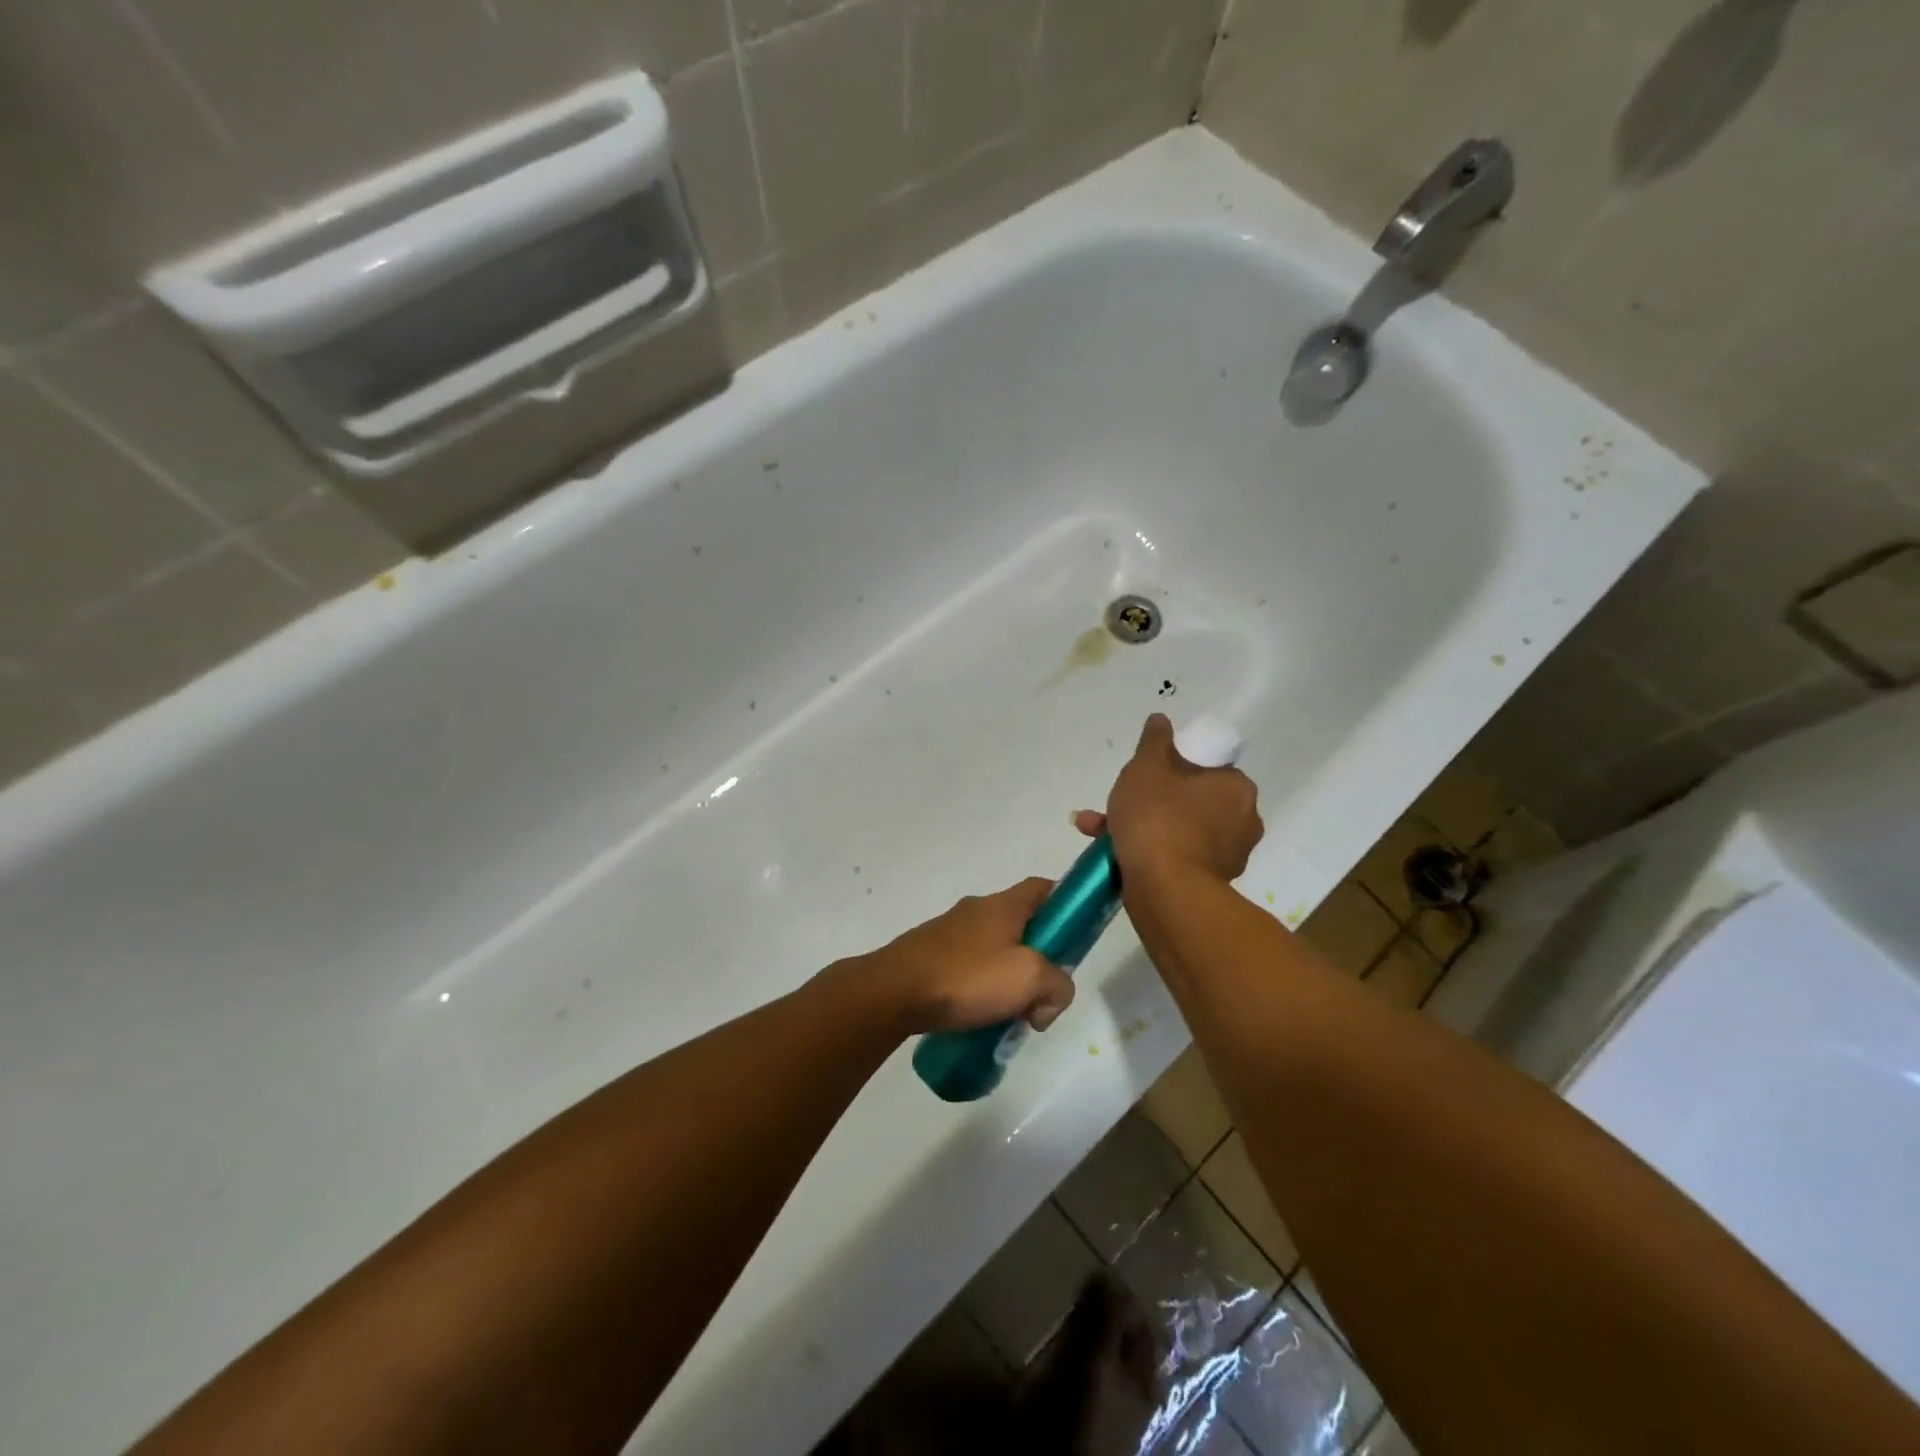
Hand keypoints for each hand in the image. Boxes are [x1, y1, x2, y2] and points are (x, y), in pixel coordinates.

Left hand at [858, 879, 1076, 1035]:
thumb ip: (1058, 985)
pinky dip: (980, 988)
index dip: (1066, 905)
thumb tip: (1050, 998)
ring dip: (1008, 978)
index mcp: (1004, 905)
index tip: (1076, 937)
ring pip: (995, 949)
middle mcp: (977, 910)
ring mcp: (950, 932)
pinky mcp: (930, 955)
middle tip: (1042, 994)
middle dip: (1039, 958)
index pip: (1044, 887)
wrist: (893, 992)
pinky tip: (977, 1017)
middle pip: (1022, 925)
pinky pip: (968, 967)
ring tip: (1008, 1015)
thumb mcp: (1029, 979)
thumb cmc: (967, 977)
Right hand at [1075, 713, 1262, 884]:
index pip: (1206, 768)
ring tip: (1095, 829)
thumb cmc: (1158, 818)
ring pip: (1176, 830)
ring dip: (1139, 826)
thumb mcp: (1147, 767)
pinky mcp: (1209, 884)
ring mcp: (1228, 856)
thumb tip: (1161, 719)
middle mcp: (1242, 821)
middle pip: (1188, 800)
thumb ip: (1154, 741)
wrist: (1164, 889)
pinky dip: (1148, 852)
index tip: (1144, 776)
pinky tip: (1111, 853)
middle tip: (1114, 803)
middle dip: (1145, 800)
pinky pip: (1175, 857)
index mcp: (1236, 788)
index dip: (1172, 767)